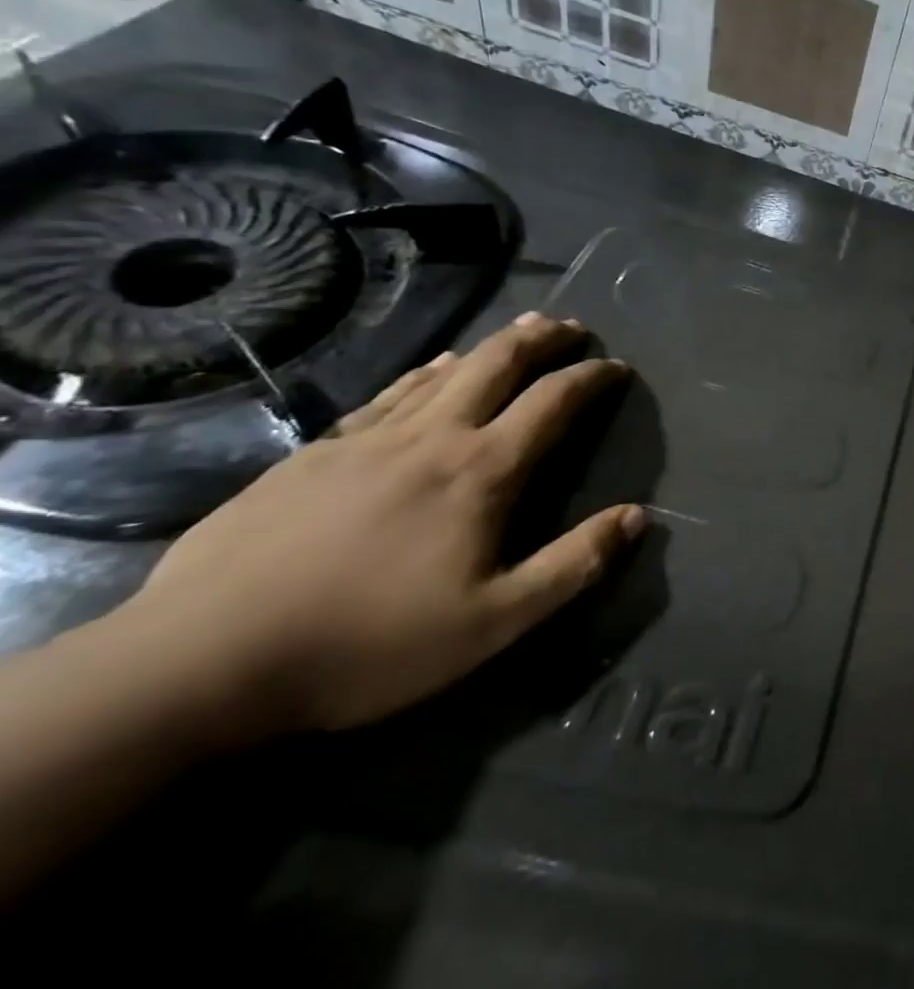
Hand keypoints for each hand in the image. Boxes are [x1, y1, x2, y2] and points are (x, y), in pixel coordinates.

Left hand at [125, 313, 641, 738]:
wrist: (200, 662)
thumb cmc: (369, 644)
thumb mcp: (496, 621)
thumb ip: (574, 564)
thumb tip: (638, 516)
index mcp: (481, 471)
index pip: (553, 402)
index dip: (592, 378)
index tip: (617, 367)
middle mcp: (431, 437)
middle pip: (497, 365)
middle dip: (542, 339)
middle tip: (572, 326)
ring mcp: (366, 440)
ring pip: (443, 371)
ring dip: (490, 346)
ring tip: (518, 331)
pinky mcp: (312, 455)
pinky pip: (387, 395)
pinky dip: (424, 373)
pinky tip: (430, 370)